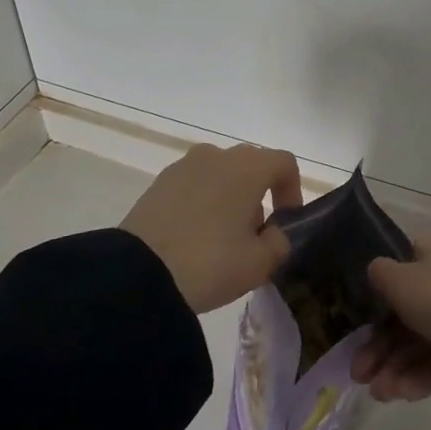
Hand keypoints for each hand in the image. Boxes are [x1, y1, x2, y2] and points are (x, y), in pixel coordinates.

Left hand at [121, 143, 303, 312]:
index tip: (285, 221)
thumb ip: (278, 243)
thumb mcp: (259, 264)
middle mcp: (216, 155)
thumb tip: (272, 233)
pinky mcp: (158, 183)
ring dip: (229, 197)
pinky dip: (201, 202)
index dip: (292, 190)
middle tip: (254, 234)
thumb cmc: (209, 263)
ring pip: (220, 174)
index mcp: (247, 167)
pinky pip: (193, 185)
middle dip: (259, 195)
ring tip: (221, 238)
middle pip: (250, 165)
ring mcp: (183, 166)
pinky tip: (193, 237)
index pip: (283, 163)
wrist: (138, 274)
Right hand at [351, 232, 430, 400]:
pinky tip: (401, 395)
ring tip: (379, 394)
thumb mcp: (403, 281)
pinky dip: (422, 375)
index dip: (373, 298)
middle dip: (380, 344)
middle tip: (358, 375)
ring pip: (423, 338)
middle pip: (406, 310)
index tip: (352, 327)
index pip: (397, 269)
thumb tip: (376, 271)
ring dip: (397, 365)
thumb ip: (380, 275)